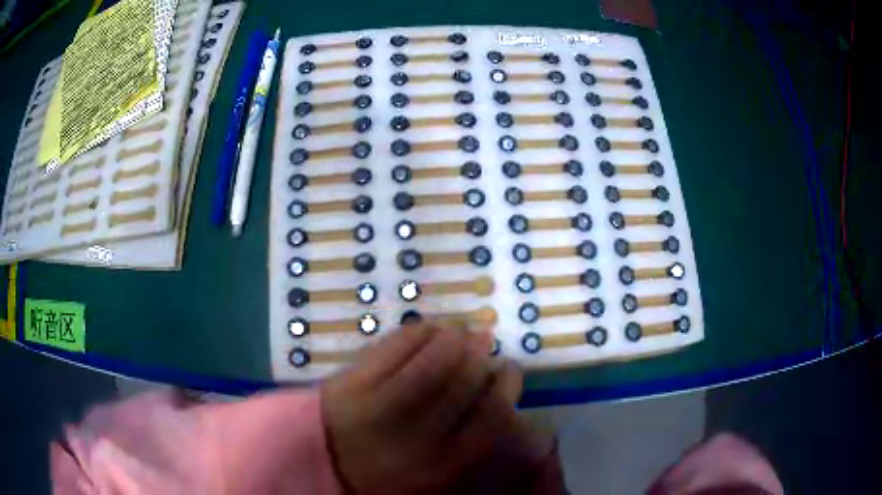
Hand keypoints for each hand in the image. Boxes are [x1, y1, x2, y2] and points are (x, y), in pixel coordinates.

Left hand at [321, 319, 522, 494]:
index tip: (509, 367)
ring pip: (430, 362)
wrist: (325, 461)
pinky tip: (429, 328)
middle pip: (463, 383)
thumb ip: (468, 437)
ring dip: (453, 337)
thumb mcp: (437, 469)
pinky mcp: (353, 384)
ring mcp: (379, 408)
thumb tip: (494, 388)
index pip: (492, 417)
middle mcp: (415, 437)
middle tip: (484, 341)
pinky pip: (394, 348)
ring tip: (459, 330)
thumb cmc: (389, 468)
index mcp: (442, 463)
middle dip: (480, 354)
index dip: (507, 384)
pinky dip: (418, 331)